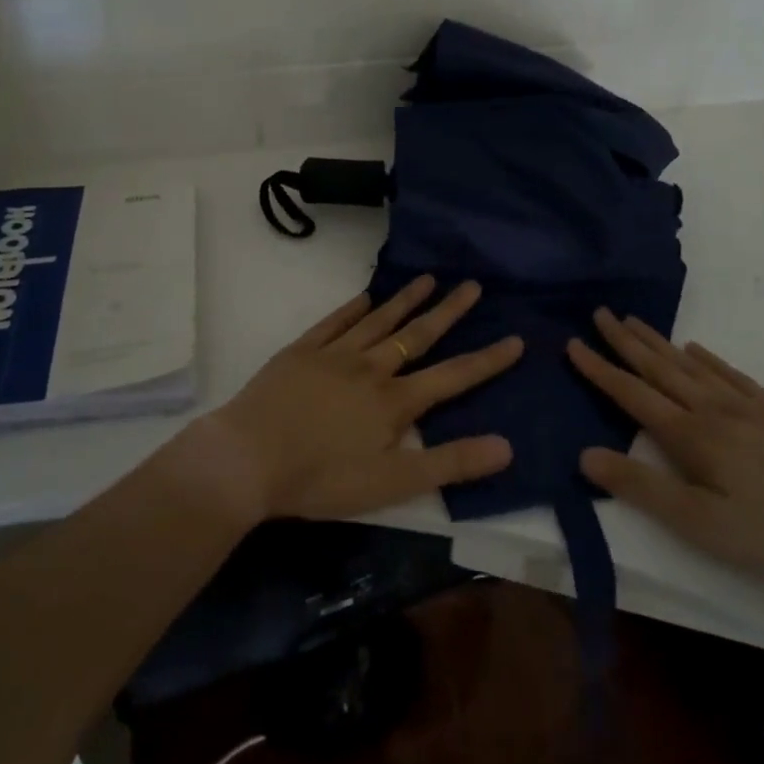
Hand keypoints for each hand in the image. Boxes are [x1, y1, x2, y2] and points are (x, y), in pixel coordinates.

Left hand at [192, 276, 521, 522]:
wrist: (247, 459)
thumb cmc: (321, 479)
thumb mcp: (393, 484)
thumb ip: (450, 464)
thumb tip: (506, 446)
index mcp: (395, 402)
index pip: (453, 376)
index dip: (487, 360)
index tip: (516, 339)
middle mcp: (371, 368)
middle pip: (417, 335)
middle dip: (449, 311)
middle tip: (473, 285)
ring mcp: (334, 354)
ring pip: (379, 320)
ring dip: (406, 299)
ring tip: (429, 279)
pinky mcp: (301, 351)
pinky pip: (334, 321)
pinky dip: (353, 307)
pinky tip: (366, 295)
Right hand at [569, 310, 763, 589]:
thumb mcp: (698, 523)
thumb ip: (640, 487)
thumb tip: (585, 454)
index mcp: (690, 435)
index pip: (633, 394)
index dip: (600, 369)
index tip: (573, 342)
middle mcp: (713, 409)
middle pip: (660, 368)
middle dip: (625, 341)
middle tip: (600, 312)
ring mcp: (747, 407)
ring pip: (691, 365)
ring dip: (659, 342)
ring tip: (634, 321)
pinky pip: (731, 374)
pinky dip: (708, 359)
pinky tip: (697, 350)